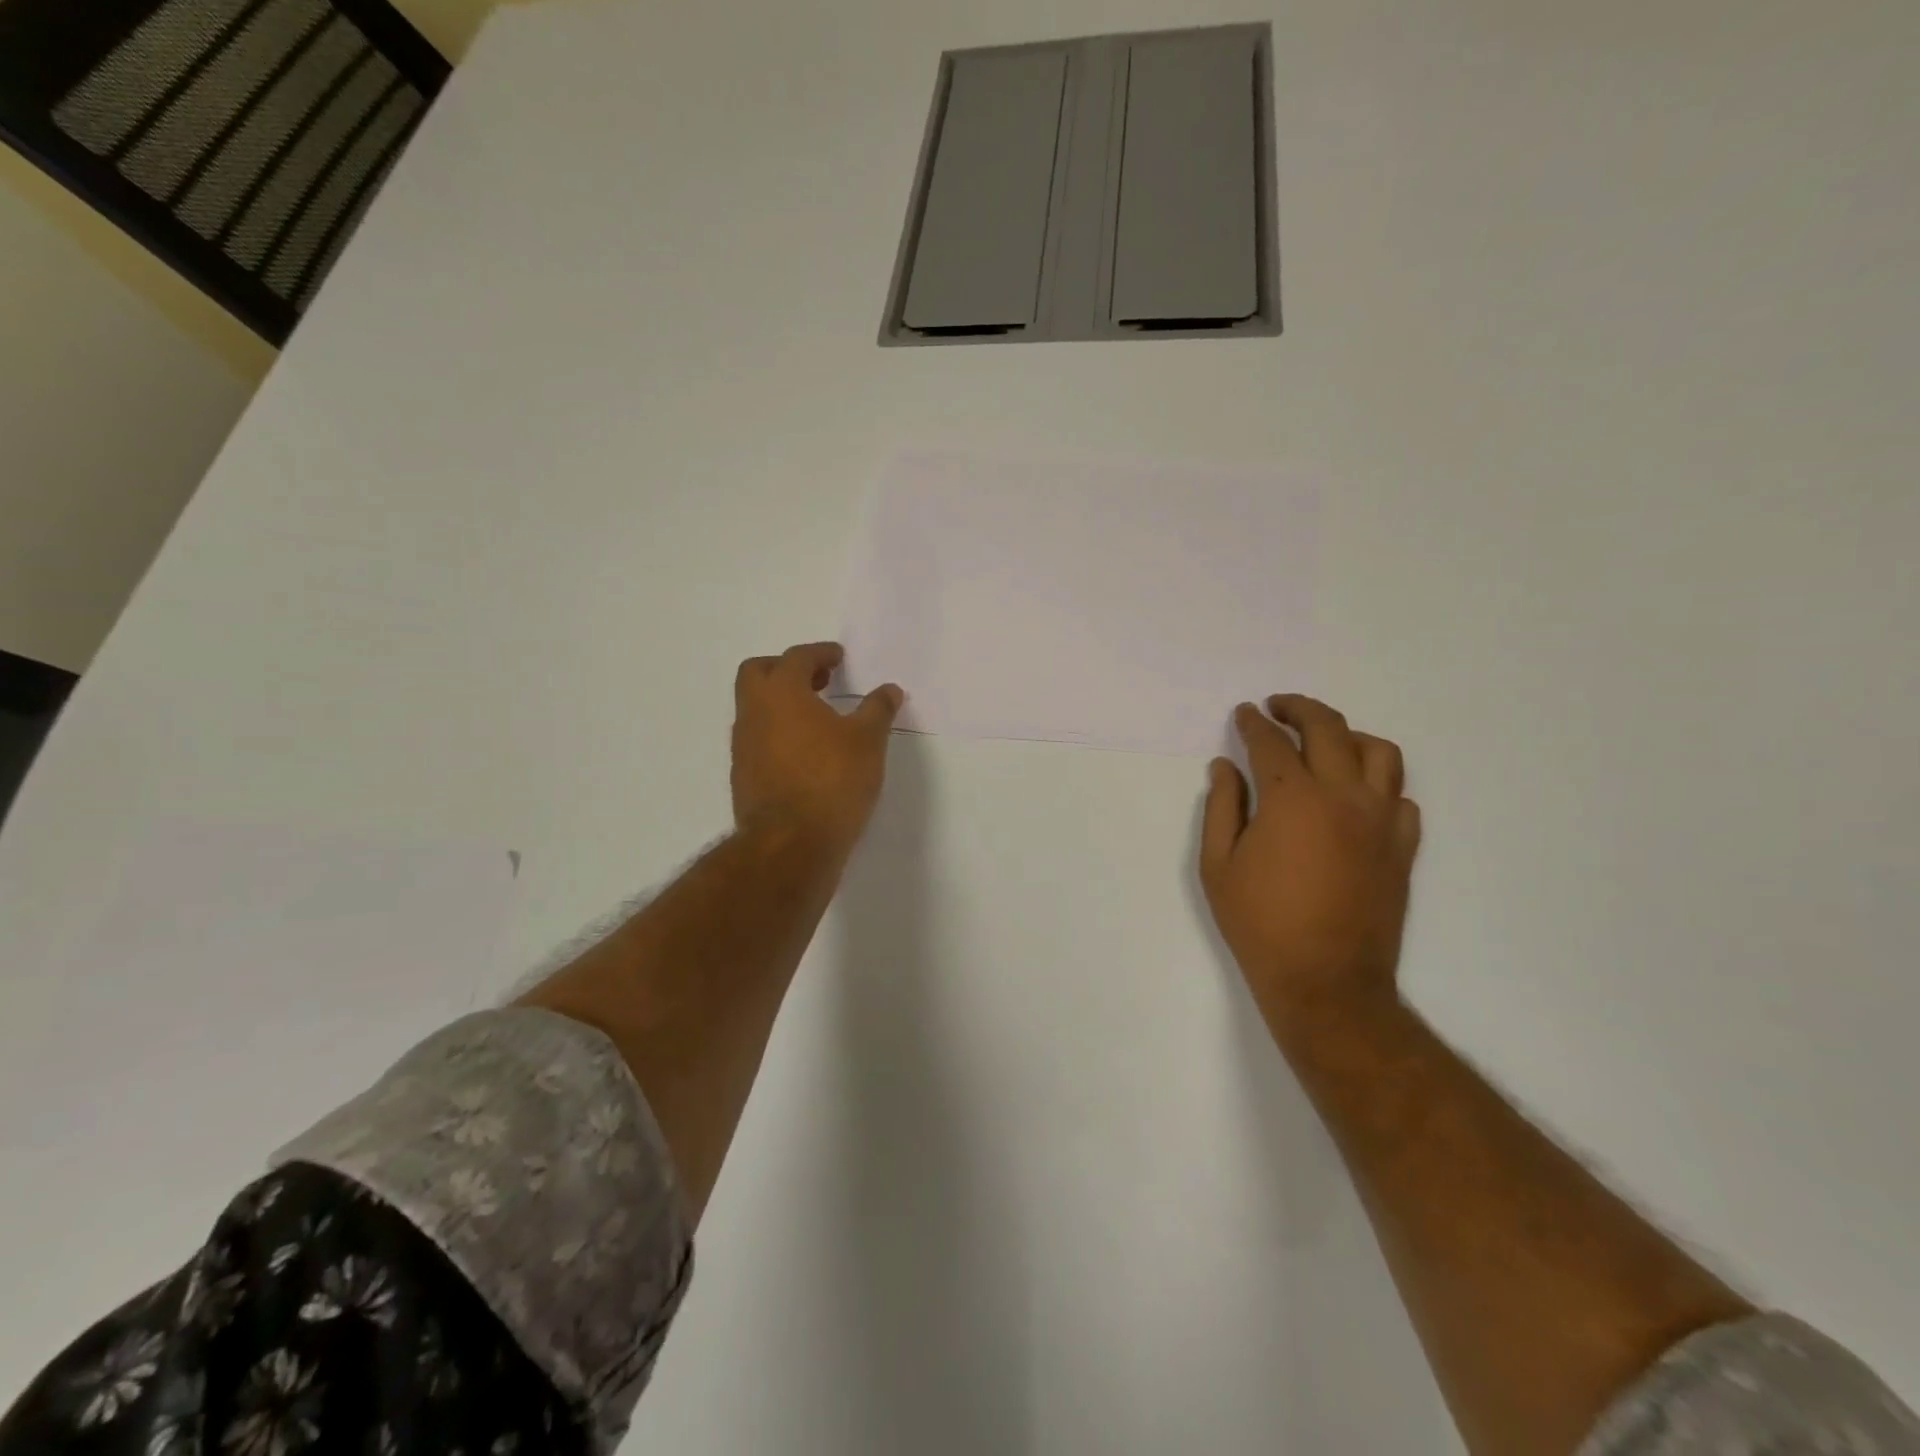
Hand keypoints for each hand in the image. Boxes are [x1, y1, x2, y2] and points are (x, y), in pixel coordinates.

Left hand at [731, 643, 903, 859]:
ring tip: (817, 719)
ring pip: (755, 709)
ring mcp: (743, 747)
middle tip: (818, 680)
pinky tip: (806, 754)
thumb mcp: (868, 741)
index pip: (796, 657)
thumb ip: (877, 710)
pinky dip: (778, 734)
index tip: (838, 658)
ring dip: (781, 704)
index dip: (819, 653)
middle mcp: (754, 713)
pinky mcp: (744, 777)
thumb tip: (889, 690)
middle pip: (758, 673)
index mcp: (782, 693)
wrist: (791, 845)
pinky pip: (758, 740)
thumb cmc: (832, 781)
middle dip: (786, 669)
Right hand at [1199, 695, 1422, 1041]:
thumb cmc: (1260, 924)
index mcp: (1292, 798)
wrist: (1326, 981)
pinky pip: (1401, 797)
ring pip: (1380, 752)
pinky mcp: (1403, 847)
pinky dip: (1378, 783)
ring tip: (1325, 741)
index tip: (1243, 714)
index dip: (1253, 723)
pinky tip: (1357, 795)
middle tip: (1278, 707)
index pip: (1271, 742)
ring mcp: (1381, 820)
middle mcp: (1344, 796)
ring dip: (1348, 735)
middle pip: (1328, 728)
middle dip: (1299, 709)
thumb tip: (1225, 767)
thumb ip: (1221, 807)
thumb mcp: (1217, 866)